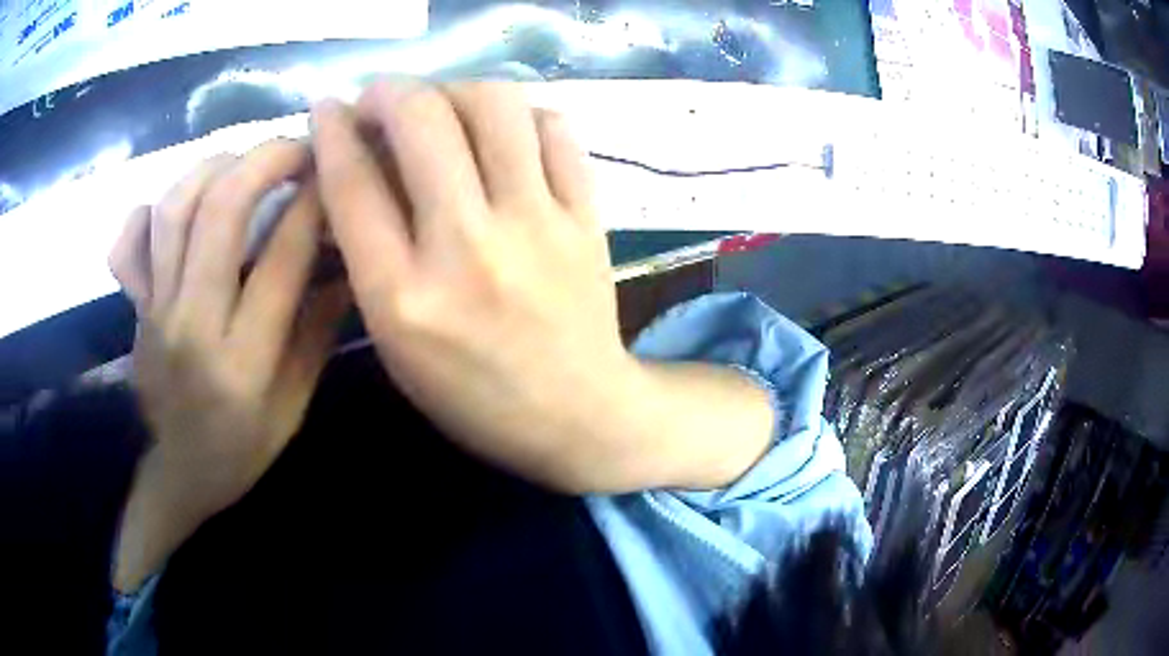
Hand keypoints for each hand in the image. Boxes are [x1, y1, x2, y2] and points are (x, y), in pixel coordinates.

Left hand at [109, 143, 349, 589]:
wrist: (180, 474)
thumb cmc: (241, 449)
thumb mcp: (294, 406)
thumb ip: (317, 333)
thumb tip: (346, 265)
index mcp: (240, 363)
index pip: (279, 261)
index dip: (312, 205)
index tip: (336, 172)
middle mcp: (190, 326)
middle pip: (218, 214)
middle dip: (265, 161)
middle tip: (298, 146)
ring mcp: (153, 312)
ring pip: (174, 210)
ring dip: (215, 167)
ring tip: (245, 161)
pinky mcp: (134, 307)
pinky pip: (130, 242)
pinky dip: (151, 209)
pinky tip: (180, 203)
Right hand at [311, 82, 635, 490]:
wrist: (577, 414)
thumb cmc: (472, 395)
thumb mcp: (394, 343)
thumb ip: (367, 254)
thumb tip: (355, 163)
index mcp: (402, 298)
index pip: (352, 182)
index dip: (331, 130)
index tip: (327, 108)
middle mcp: (467, 248)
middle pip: (421, 120)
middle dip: (389, 90)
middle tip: (382, 99)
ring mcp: (536, 225)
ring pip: (495, 104)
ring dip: (455, 89)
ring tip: (443, 108)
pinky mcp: (586, 217)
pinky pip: (555, 129)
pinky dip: (521, 115)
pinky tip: (504, 134)